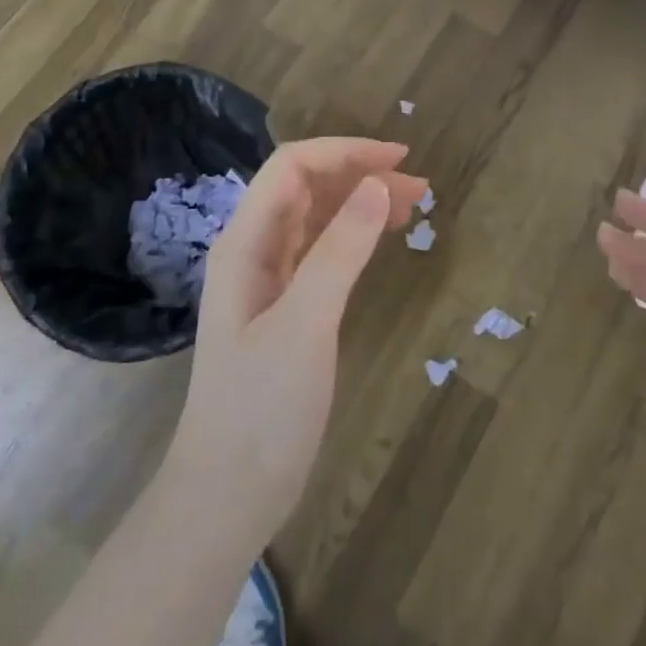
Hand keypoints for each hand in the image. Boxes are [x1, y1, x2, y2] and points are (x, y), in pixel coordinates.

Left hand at [166, 138, 426, 543]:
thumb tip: (379, 185)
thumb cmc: (261, 408)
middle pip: (305, 187)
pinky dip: (351, 237)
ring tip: (411, 207)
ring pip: (314, 219)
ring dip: (358, 203)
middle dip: (358, 174)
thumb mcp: (305, 324)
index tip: (398, 159)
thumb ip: (340, 251)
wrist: (227, 492)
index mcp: (244, 242)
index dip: (344, 153)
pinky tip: (377, 242)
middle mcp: (251, 250)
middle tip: (418, 187)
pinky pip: (319, 252)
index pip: (292, 168)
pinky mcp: (282, 308)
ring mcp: (265, 280)